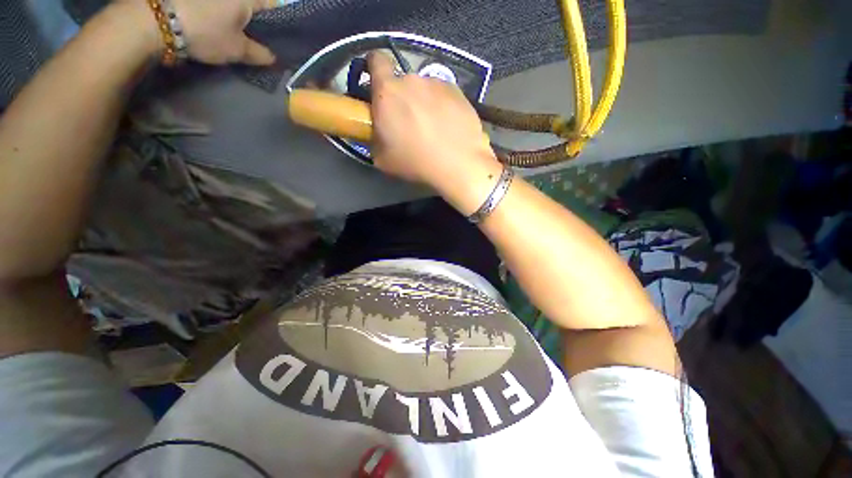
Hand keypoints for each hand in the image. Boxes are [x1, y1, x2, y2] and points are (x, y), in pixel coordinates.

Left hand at [120, 0, 275, 65]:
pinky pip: (219, 5)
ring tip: (239, 31)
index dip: (282, 21)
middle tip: (260, 37)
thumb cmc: (205, 32)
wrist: (157, 20)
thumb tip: (274, 57)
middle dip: (259, 19)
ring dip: (239, 18)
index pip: (274, 5)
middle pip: (254, 4)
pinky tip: (221, 24)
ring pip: (235, 6)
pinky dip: (224, 13)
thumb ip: (260, 54)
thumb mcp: (237, 50)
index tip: (281, 36)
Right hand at [368, 52, 500, 209]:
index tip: (378, 88)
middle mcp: (412, 80)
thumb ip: (375, 137)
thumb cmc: (415, 162)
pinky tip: (448, 127)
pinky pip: (443, 95)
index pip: (375, 60)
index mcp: (388, 91)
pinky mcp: (458, 92)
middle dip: (402, 98)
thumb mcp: (382, 158)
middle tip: (408, 124)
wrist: (458, 164)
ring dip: (423, 103)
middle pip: (402, 82)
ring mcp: (438, 84)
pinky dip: (442, 107)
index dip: (374, 69)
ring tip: (433, 129)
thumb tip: (379, 132)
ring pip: (424, 90)